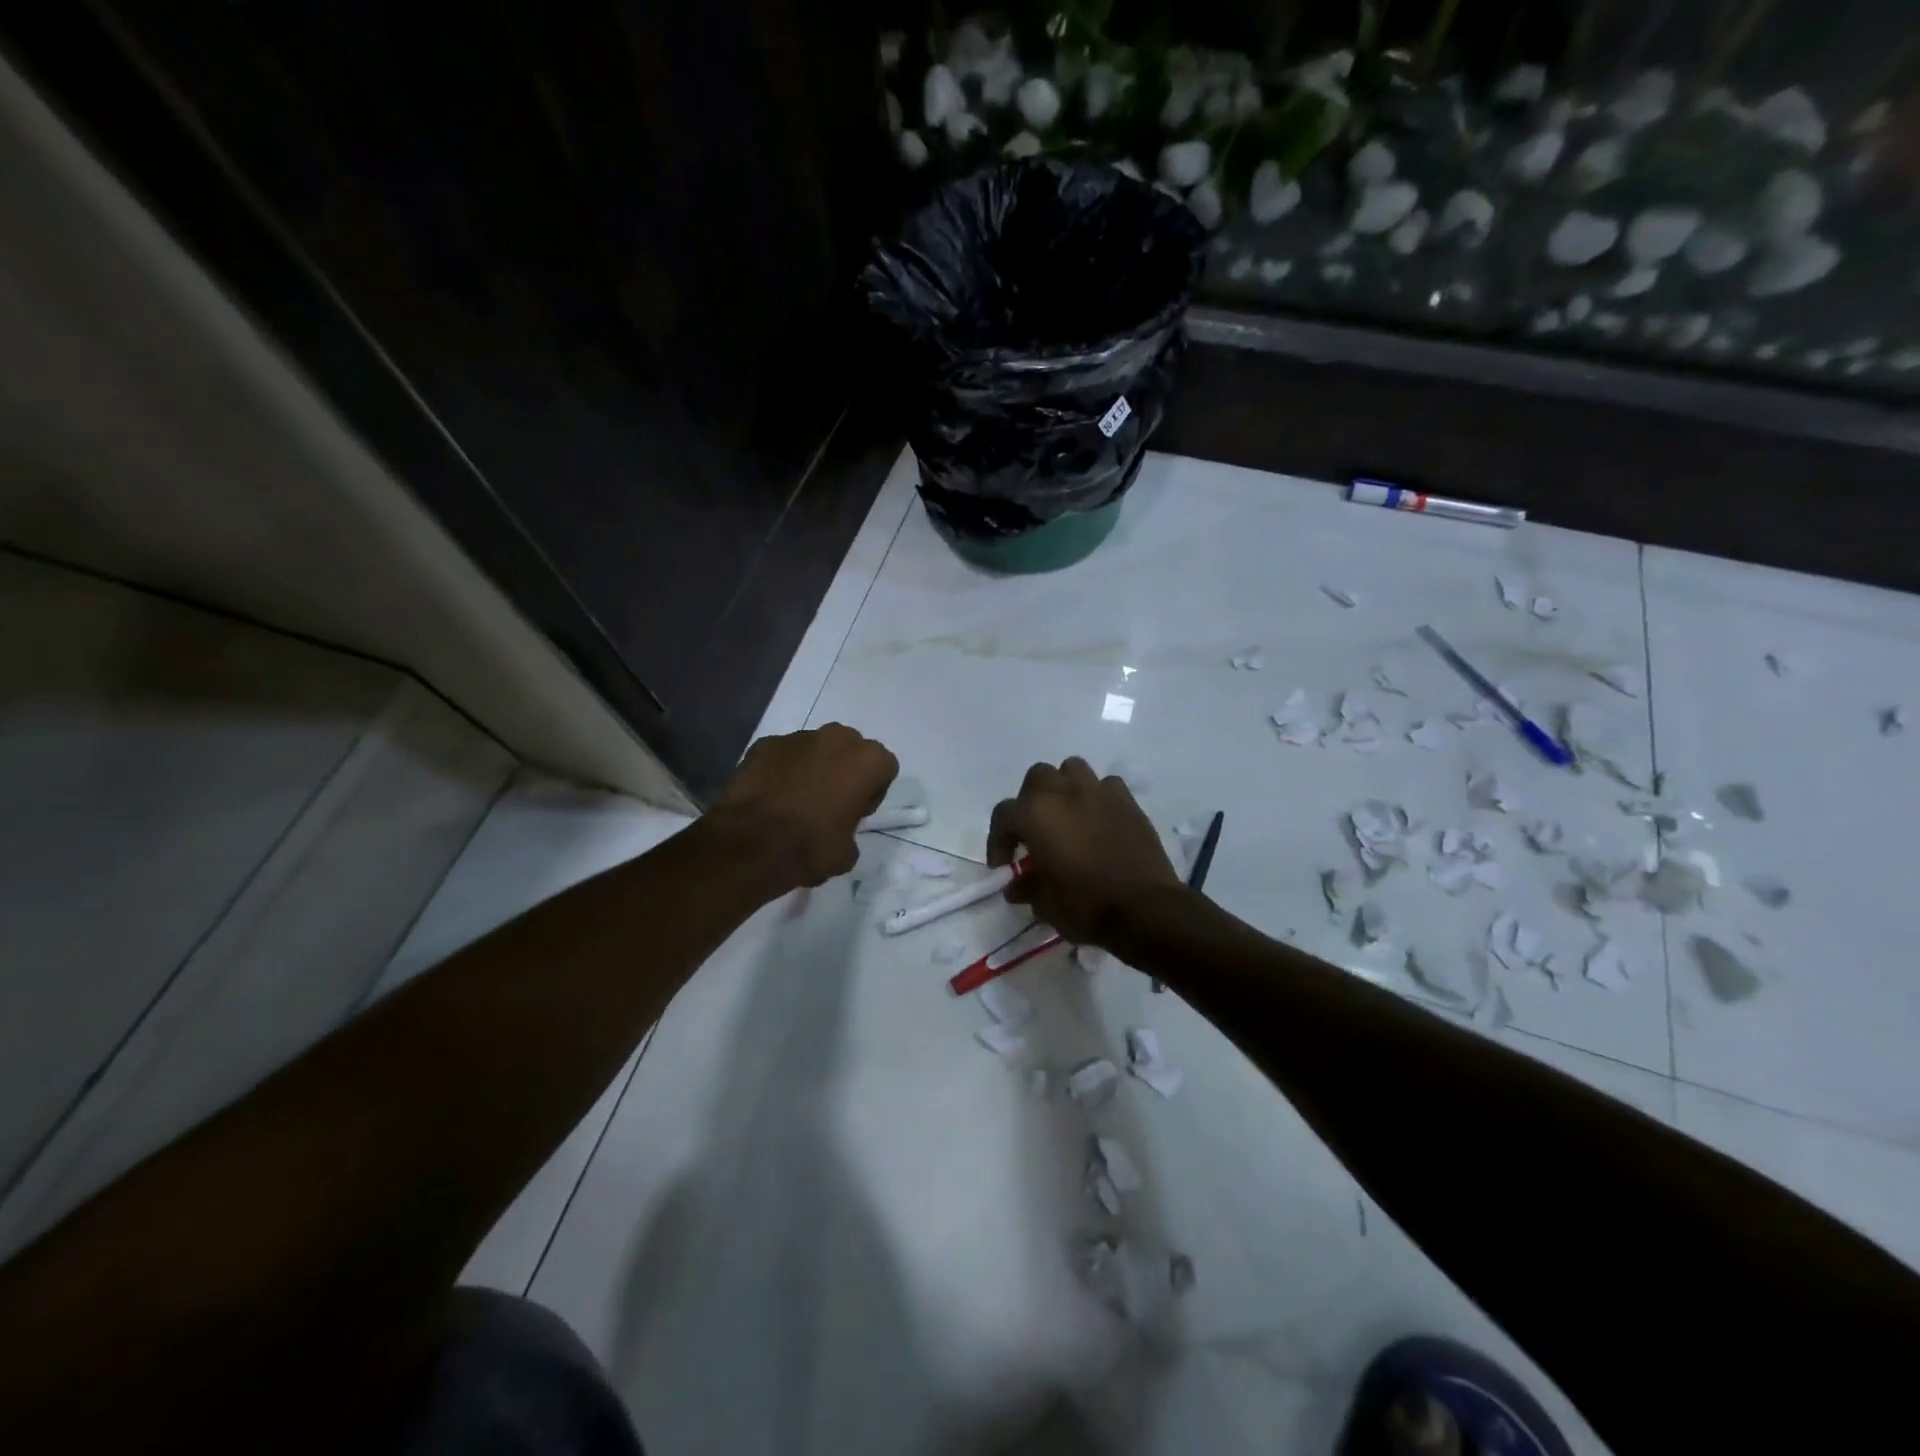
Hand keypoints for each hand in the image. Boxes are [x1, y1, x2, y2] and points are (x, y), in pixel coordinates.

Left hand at [712, 724, 898, 889]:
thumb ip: (851, 831)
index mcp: (868, 760)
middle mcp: (837, 738)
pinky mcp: (765, 744)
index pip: (884, 769)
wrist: (751, 845)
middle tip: (829, 803)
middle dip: (844, 770)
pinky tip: (771, 796)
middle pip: (851, 750)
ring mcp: (798, 737)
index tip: (856, 814)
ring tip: (795, 800)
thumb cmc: (811, 847)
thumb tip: (837, 831)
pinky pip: (783, 755)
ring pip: (815, 748)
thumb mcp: (847, 853)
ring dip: (812, 767)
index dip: (872, 792)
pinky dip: (781, 769)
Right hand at [987, 758, 1182, 948]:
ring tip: (1066, 815)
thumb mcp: (1045, 904)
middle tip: (1035, 832)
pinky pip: (1106, 786)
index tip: (1004, 866)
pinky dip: (1098, 797)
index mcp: (1035, 814)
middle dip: (1030, 802)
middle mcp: (1063, 792)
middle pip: (1036, 779)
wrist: (1145, 910)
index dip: (998, 841)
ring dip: (1063, 788)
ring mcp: (1098, 792)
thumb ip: (1026, 887)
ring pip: (1071, 770)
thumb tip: (1017, 885)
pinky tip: (1100, 820)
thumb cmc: (1086, 906)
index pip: (1003, 815)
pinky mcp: (1127, 801)